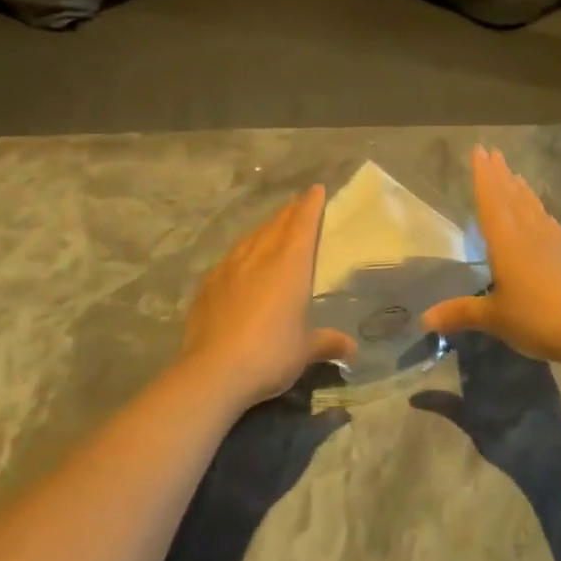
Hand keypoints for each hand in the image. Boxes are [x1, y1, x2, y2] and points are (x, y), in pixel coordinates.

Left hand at [180, 187, 356, 409]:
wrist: (214, 371)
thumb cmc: (271, 353)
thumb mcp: (306, 350)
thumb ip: (327, 343)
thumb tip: (351, 349)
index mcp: (290, 265)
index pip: (303, 225)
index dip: (311, 206)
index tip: (316, 190)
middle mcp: (260, 257)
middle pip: (277, 225)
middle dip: (289, 212)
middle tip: (298, 203)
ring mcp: (230, 268)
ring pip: (251, 238)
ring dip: (264, 229)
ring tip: (271, 228)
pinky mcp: (208, 285)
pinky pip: (230, 259)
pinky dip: (241, 254)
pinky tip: (239, 263)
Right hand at [422, 147, 560, 370]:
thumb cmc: (537, 318)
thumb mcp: (495, 318)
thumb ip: (461, 312)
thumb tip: (425, 318)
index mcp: (506, 241)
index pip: (491, 201)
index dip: (483, 176)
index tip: (479, 150)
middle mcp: (529, 234)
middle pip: (512, 197)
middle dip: (501, 175)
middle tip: (494, 152)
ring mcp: (554, 242)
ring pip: (533, 207)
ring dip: (521, 190)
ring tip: (515, 175)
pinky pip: (549, 223)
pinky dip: (540, 212)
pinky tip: (542, 215)